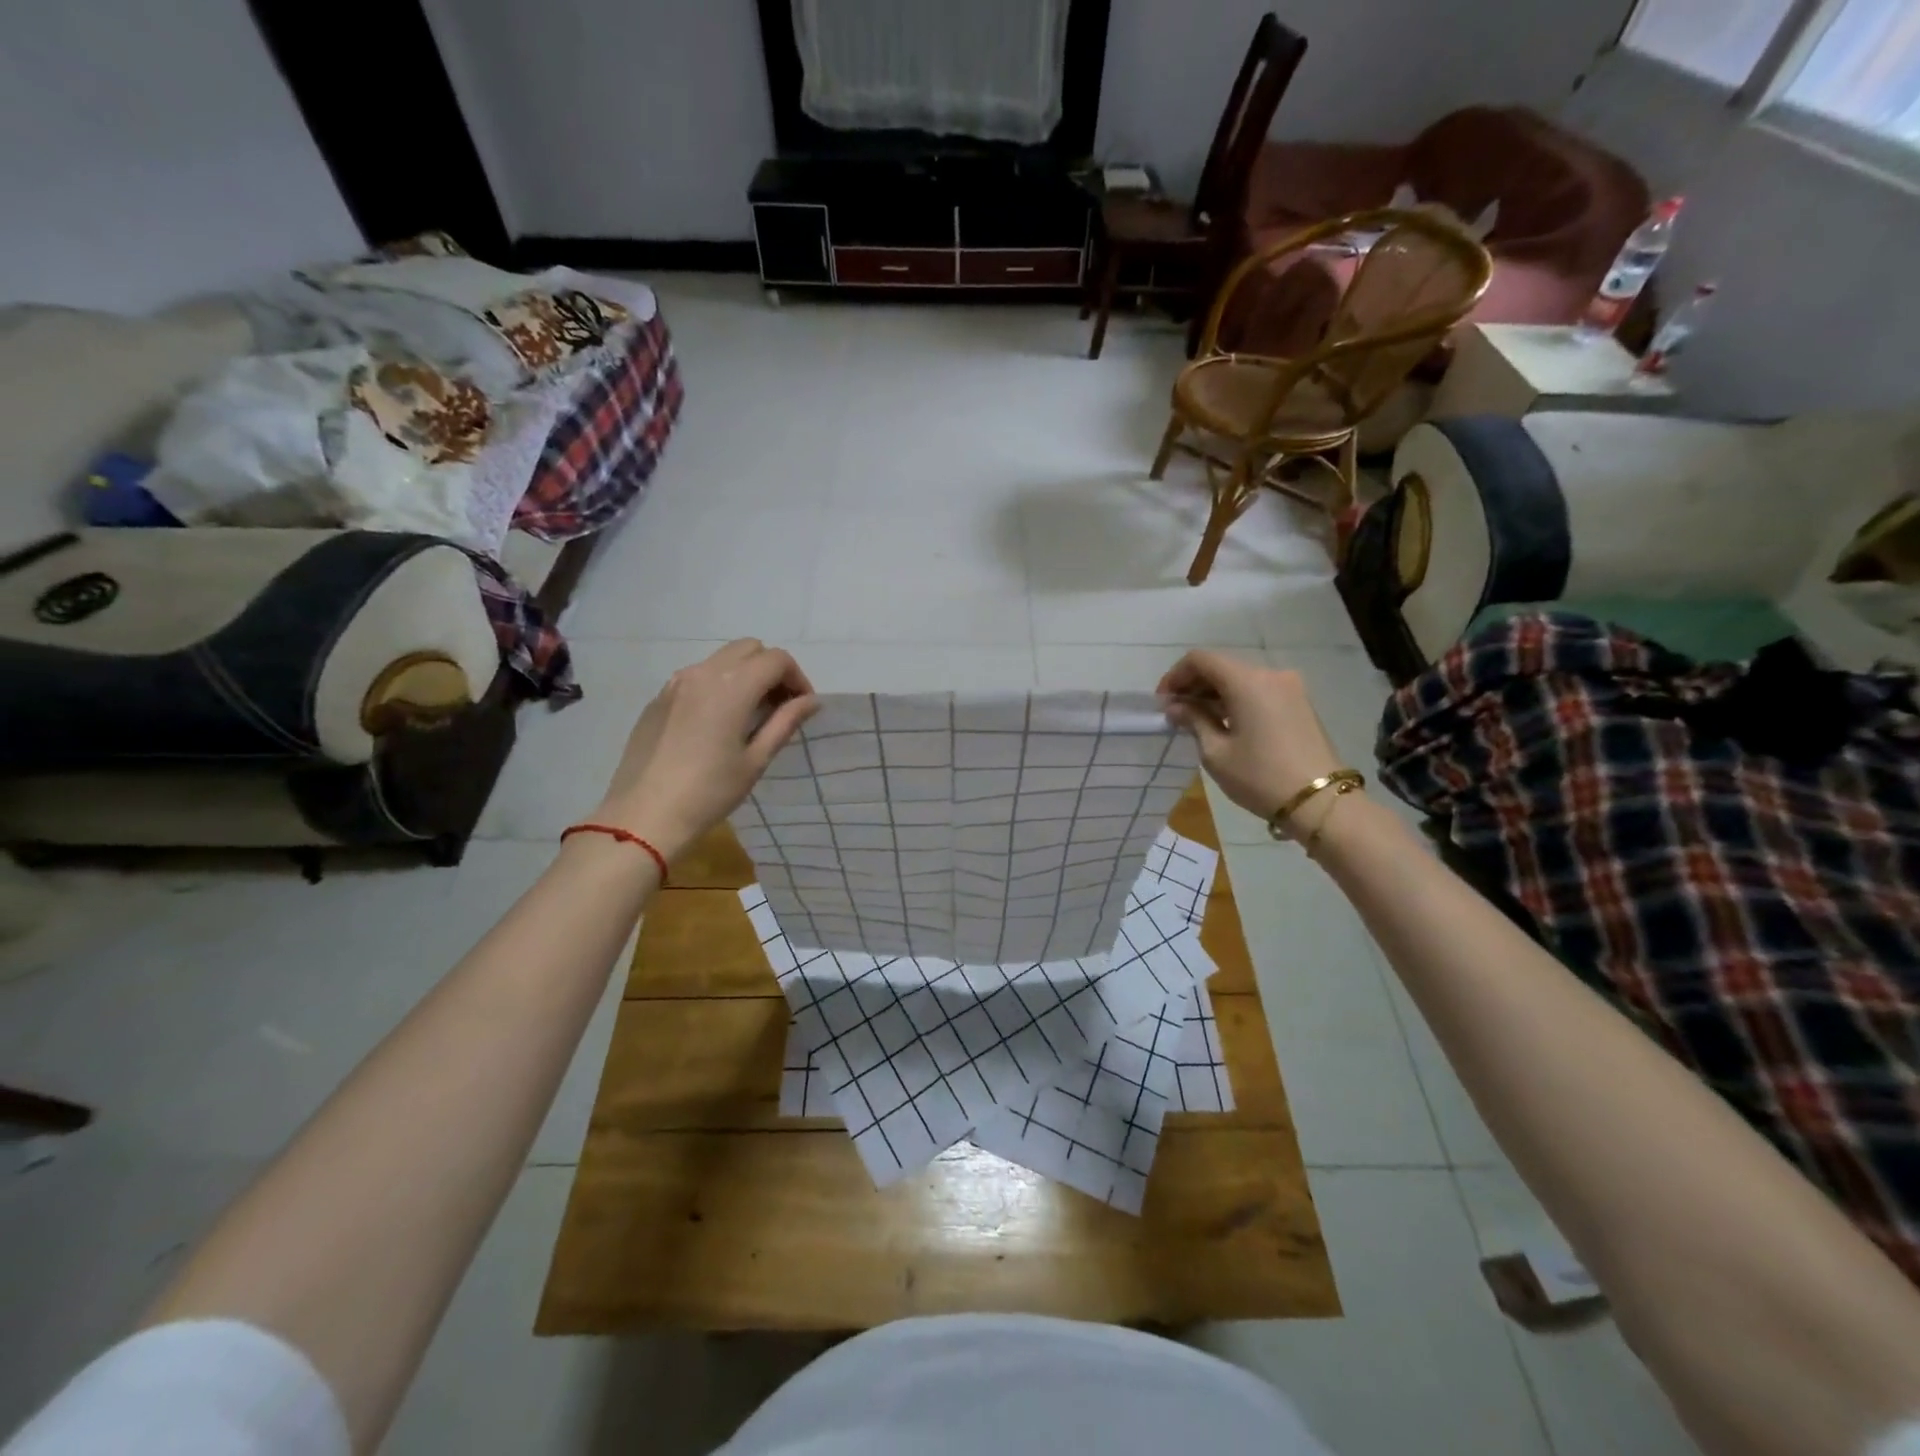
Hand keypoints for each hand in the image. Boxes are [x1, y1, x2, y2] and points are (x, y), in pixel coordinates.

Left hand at [592, 639, 816, 860]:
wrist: (645, 815)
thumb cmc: (709, 792)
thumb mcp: (755, 760)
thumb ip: (785, 722)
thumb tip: (810, 701)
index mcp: (732, 686)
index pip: (776, 659)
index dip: (797, 678)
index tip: (802, 706)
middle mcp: (703, 673)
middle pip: (749, 648)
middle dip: (771, 669)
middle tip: (779, 706)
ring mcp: (676, 683)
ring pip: (721, 659)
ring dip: (744, 674)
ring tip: (750, 714)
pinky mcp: (659, 698)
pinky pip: (697, 677)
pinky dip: (718, 686)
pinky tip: (717, 723)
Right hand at [1158, 649, 1346, 834]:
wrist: (1321, 802)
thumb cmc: (1260, 777)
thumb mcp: (1216, 752)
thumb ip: (1193, 720)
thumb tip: (1176, 707)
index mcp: (1247, 681)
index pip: (1200, 659)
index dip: (1175, 676)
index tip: (1163, 702)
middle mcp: (1270, 674)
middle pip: (1222, 666)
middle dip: (1194, 685)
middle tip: (1176, 713)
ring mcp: (1290, 687)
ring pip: (1241, 679)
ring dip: (1215, 694)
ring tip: (1198, 721)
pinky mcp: (1300, 703)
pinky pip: (1259, 691)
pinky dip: (1237, 700)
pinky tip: (1226, 724)